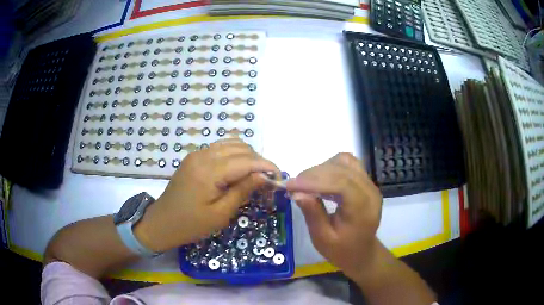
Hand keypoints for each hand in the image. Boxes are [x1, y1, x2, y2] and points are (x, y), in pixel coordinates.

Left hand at [135, 139, 278, 251]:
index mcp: (209, 171)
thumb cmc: (191, 224)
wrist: (162, 222)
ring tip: (254, 175)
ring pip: (231, 144)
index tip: (279, 177)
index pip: (246, 160)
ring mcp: (197, 154)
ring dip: (247, 156)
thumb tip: (264, 176)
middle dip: (258, 161)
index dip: (266, 166)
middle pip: (240, 148)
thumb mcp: (220, 214)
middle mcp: (203, 155)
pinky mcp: (194, 157)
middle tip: (267, 180)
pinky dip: (234, 154)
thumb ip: (243, 191)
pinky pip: (219, 148)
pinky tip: (237, 170)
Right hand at [286, 153, 382, 279]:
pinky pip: (348, 164)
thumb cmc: (342, 250)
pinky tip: (320, 179)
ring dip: (322, 169)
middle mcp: (370, 191)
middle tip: (293, 186)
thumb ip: (313, 214)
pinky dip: (331, 167)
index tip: (290, 185)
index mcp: (363, 209)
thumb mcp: (323, 239)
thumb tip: (297, 192)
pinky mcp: (365, 182)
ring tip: (306, 183)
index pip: (341, 184)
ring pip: (345, 162)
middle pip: (342, 170)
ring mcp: (369, 184)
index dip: (314, 181)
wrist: (361, 252)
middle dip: (314, 174)